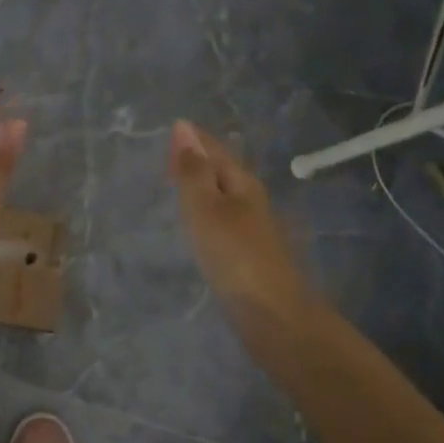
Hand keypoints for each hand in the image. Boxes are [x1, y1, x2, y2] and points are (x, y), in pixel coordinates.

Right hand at [168, 120, 309, 326]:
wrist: (272, 314)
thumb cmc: (235, 255)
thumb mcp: (207, 208)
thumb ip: (193, 172)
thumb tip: (183, 129)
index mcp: (242, 184)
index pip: (216, 152)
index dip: (195, 140)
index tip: (174, 128)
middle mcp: (251, 201)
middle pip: (223, 171)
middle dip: (200, 160)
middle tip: (171, 154)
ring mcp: (252, 230)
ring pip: (224, 196)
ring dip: (203, 186)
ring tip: (180, 183)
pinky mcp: (247, 256)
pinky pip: (222, 221)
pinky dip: (206, 213)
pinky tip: (199, 224)